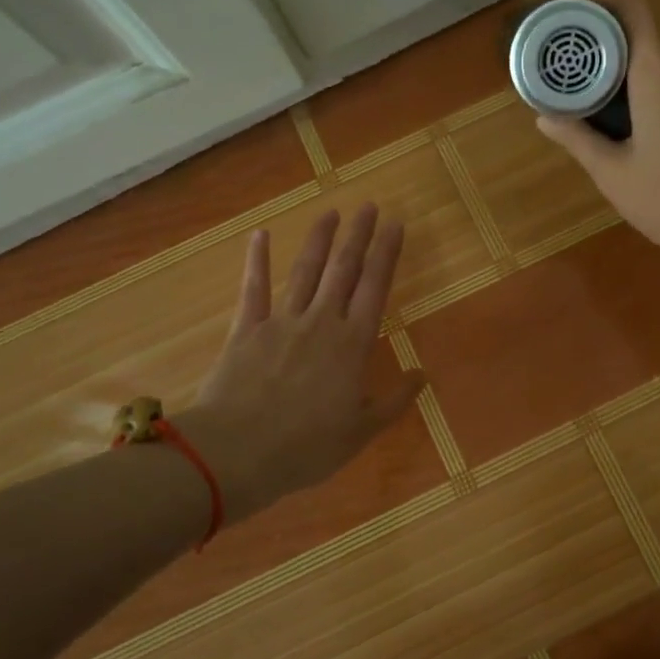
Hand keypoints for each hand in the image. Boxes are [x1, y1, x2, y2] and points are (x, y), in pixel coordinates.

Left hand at [180, 205, 424, 519]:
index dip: (387, 254)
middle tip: (368, 206)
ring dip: (319, 239)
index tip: (396, 224)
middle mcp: (321, 322)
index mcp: (352, 345)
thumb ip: (393, 402)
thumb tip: (422, 376)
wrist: (237, 453)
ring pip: (305, 272)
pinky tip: (260, 235)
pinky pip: (253, 289)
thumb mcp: (360, 432)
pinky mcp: (246, 330)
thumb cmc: (306, 447)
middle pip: (344, 270)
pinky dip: (257, 261)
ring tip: (331, 212)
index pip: (375, 288)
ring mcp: (281, 322)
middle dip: (358, 235)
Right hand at [537, 0, 659, 270]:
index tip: (586, 15)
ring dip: (656, 94)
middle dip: (625, 70)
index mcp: (658, 77)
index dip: (608, 3)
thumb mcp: (614, 175)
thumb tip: (543, 117)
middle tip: (600, 99)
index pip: (634, 13)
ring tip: (638, 132)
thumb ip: (578, 139)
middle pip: (653, 53)